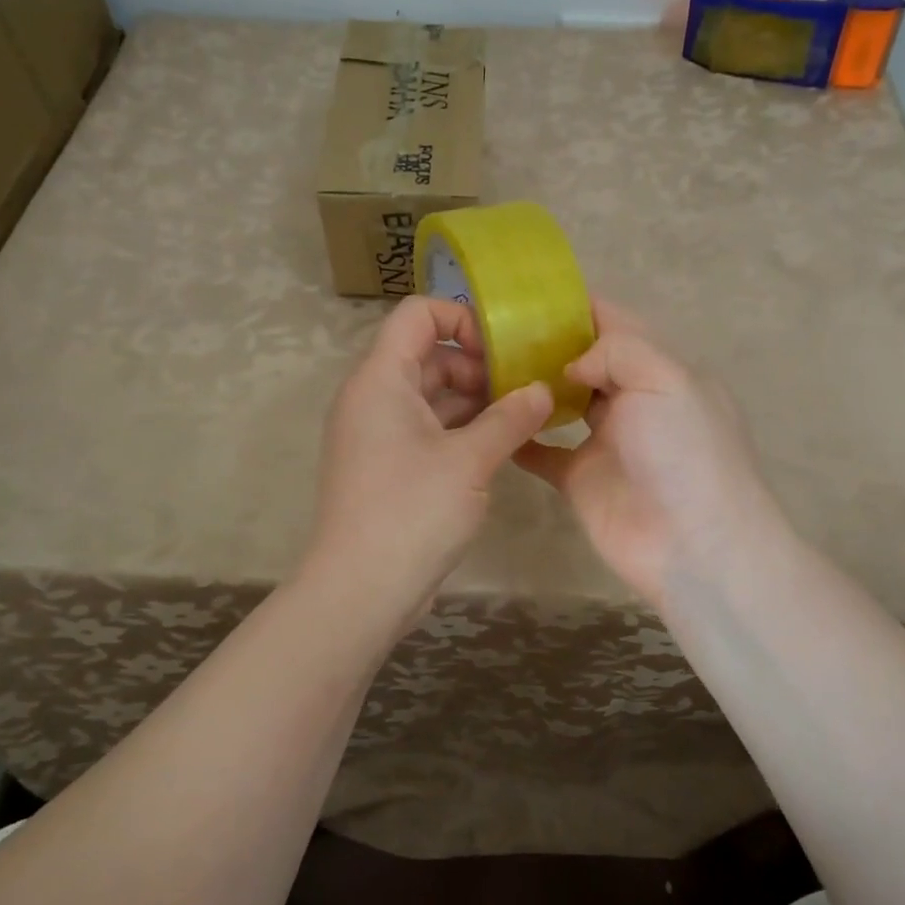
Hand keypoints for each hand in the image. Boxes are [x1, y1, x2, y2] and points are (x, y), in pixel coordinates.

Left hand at [305, 295, 551, 617]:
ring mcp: (379, 434)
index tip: (503, 350)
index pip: (418, 314)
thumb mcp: (469, 461)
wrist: (360, 590)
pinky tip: (501, 444)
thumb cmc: (411, 512)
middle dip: (478, 365)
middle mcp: (374, 397)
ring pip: (432, 395)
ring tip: (523, 416)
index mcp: (381, 379)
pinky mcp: (389, 466)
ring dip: (475, 400)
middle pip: (429, 355)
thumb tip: (543, 390)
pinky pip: (428, 429)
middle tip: (525, 388)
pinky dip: (462, 430)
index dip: (462, 318)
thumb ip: (510, 418)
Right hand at [514, 300, 787, 608]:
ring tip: (481, 365)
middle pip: (583, 361)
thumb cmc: (686, 453)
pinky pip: (542, 451)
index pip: (615, 323)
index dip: (576, 305)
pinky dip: (520, 437)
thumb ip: (618, 351)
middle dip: (544, 344)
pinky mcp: (579, 477)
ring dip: (530, 386)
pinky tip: (489, 418)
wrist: (694, 545)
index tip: (526, 294)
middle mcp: (631, 399)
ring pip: (560, 402)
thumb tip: (570, 363)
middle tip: (491, 330)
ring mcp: (604, 440)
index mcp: (659, 369)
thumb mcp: (666, 380)